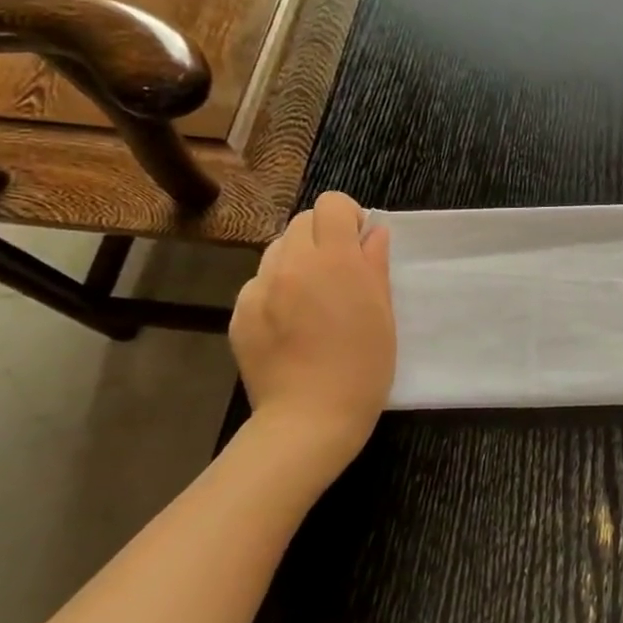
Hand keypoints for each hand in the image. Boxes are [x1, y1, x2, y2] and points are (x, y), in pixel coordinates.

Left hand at [230, 192, 395, 468]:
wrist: (310, 418)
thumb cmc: (363, 366)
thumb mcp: (383, 313)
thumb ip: (375, 265)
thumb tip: (373, 233)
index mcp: (334, 260)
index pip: (330, 204)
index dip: (347, 216)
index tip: (359, 241)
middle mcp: (291, 264)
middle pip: (301, 222)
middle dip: (323, 235)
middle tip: (339, 270)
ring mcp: (259, 288)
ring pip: (278, 250)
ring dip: (298, 260)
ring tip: (312, 298)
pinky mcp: (239, 313)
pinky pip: (259, 283)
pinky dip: (276, 290)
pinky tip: (290, 324)